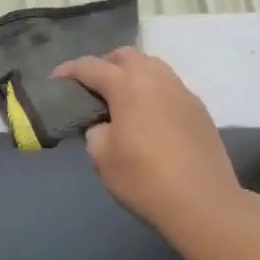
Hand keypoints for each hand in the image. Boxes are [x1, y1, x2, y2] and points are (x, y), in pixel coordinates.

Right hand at [52, 47, 246, 246]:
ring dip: (131, 74)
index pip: (91, 66)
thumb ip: (95, 130)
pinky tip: (147, 115)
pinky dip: (152, 90)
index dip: (69, 71)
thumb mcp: (101, 157)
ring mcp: (182, 92)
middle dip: (104, 64)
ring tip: (120, 98)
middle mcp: (156, 79)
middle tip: (91, 87)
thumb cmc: (143, 179)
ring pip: (152, 66)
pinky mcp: (199, 109)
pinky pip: (169, 86)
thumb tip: (105, 124)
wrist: (203, 203)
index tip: (56, 80)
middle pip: (126, 56)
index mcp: (127, 86)